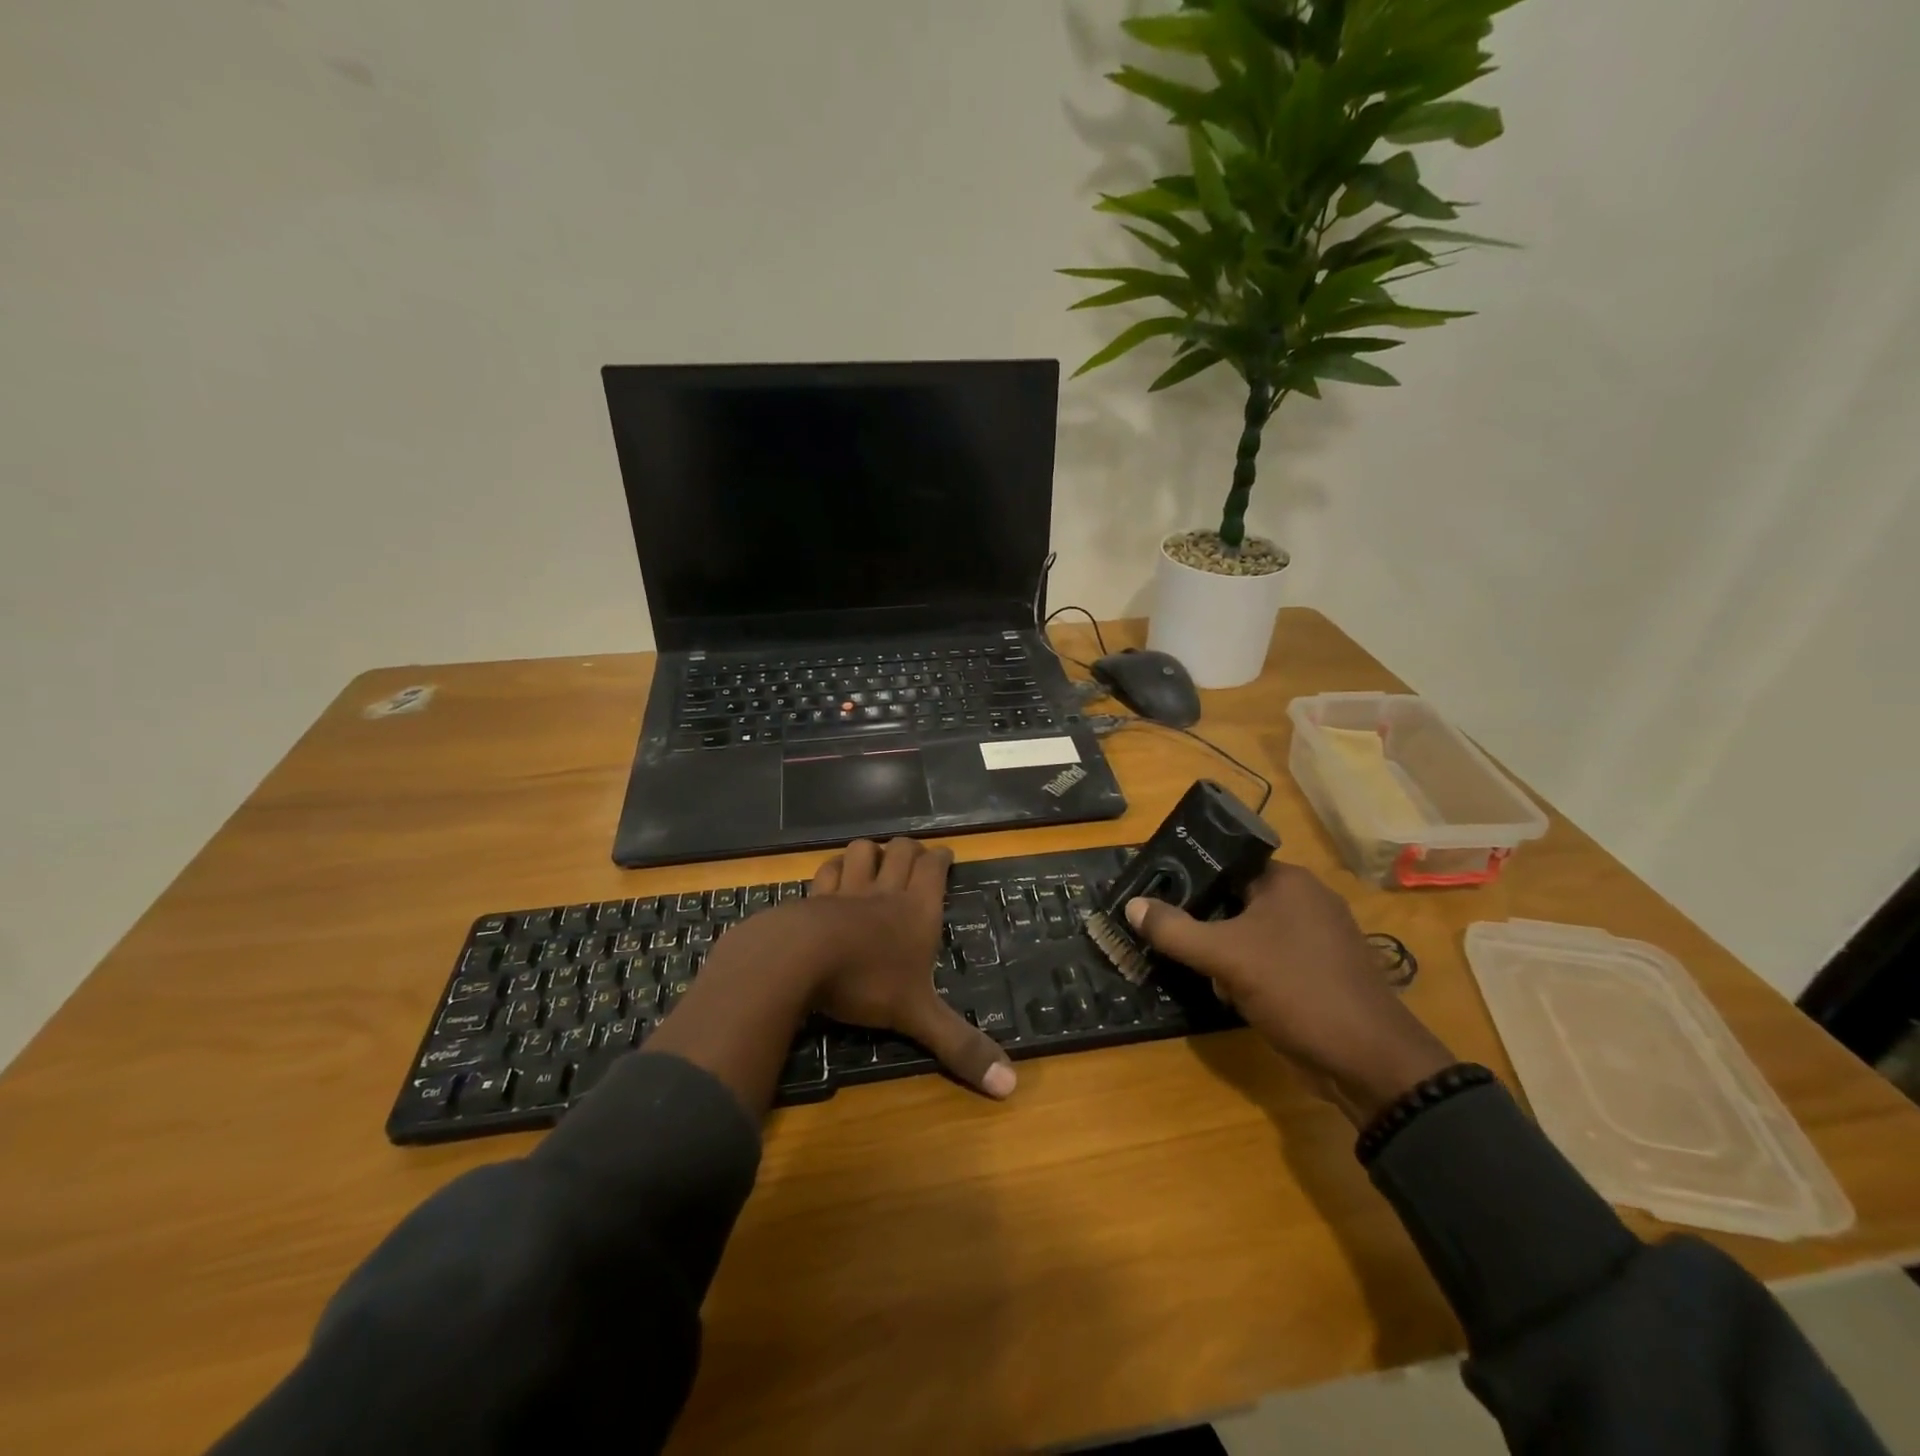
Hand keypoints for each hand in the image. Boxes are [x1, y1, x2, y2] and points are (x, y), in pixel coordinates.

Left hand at [808, 838, 1015, 1099]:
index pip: (934, 868)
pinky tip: (832, 879)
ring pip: (860, 852)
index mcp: (917, 910)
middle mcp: (884, 892)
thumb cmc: (867, 982)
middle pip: (900, 850)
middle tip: (914, 858)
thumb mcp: (918, 1017)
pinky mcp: (812, 898)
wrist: (800, 959)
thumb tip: (1011, 1086)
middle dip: (909, 849)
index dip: (941, 858)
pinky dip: (831, 870)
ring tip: (873, 861)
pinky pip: (825, 872)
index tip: (946, 856)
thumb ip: (960, 1046)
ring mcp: (845, 890)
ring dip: (870, 852)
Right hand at [1125, 863, 1453, 1125]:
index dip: (1189, 876)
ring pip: (1250, 932)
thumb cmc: (1297, 990)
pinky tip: (1225, 991)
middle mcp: (1305, 900)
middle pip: (1235, 898)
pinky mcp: (1319, 972)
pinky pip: (1268, 958)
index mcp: (1288, 881)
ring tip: (1191, 966)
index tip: (1155, 893)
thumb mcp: (1225, 957)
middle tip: (1164, 933)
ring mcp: (1316, 939)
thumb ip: (1174, 929)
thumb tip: (1132, 905)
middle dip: (1202, 920)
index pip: (1226, 864)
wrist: (1369, 1063)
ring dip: (1221, 950)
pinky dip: (1245, 970)